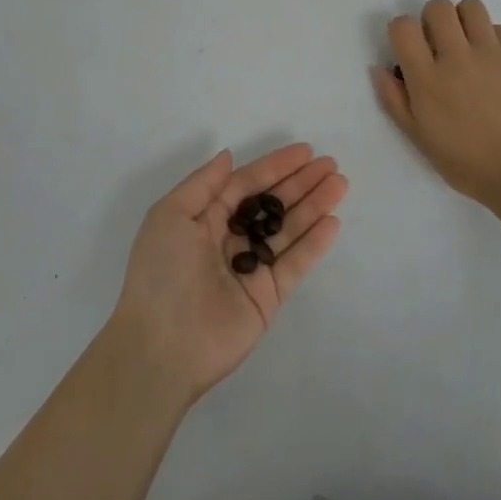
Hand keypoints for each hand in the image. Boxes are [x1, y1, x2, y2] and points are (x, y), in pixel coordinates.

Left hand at [111, 143, 346, 403]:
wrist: (160, 348)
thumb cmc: (161, 272)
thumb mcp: (170, 215)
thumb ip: (204, 184)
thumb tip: (229, 156)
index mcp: (205, 218)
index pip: (247, 184)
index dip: (275, 166)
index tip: (305, 151)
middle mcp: (231, 239)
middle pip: (273, 204)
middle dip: (301, 183)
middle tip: (331, 165)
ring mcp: (251, 269)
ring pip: (289, 229)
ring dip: (314, 206)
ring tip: (340, 184)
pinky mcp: (267, 298)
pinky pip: (295, 264)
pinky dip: (314, 243)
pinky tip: (333, 222)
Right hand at [374, 0, 500, 207]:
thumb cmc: (466, 162)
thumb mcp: (419, 138)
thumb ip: (394, 100)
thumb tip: (379, 68)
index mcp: (427, 79)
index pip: (403, 26)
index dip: (402, 31)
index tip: (410, 49)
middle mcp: (457, 57)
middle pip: (438, 7)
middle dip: (432, 19)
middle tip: (439, 44)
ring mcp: (491, 53)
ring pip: (471, 7)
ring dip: (462, 20)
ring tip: (467, 43)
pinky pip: (498, 28)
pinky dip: (490, 38)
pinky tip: (492, 62)